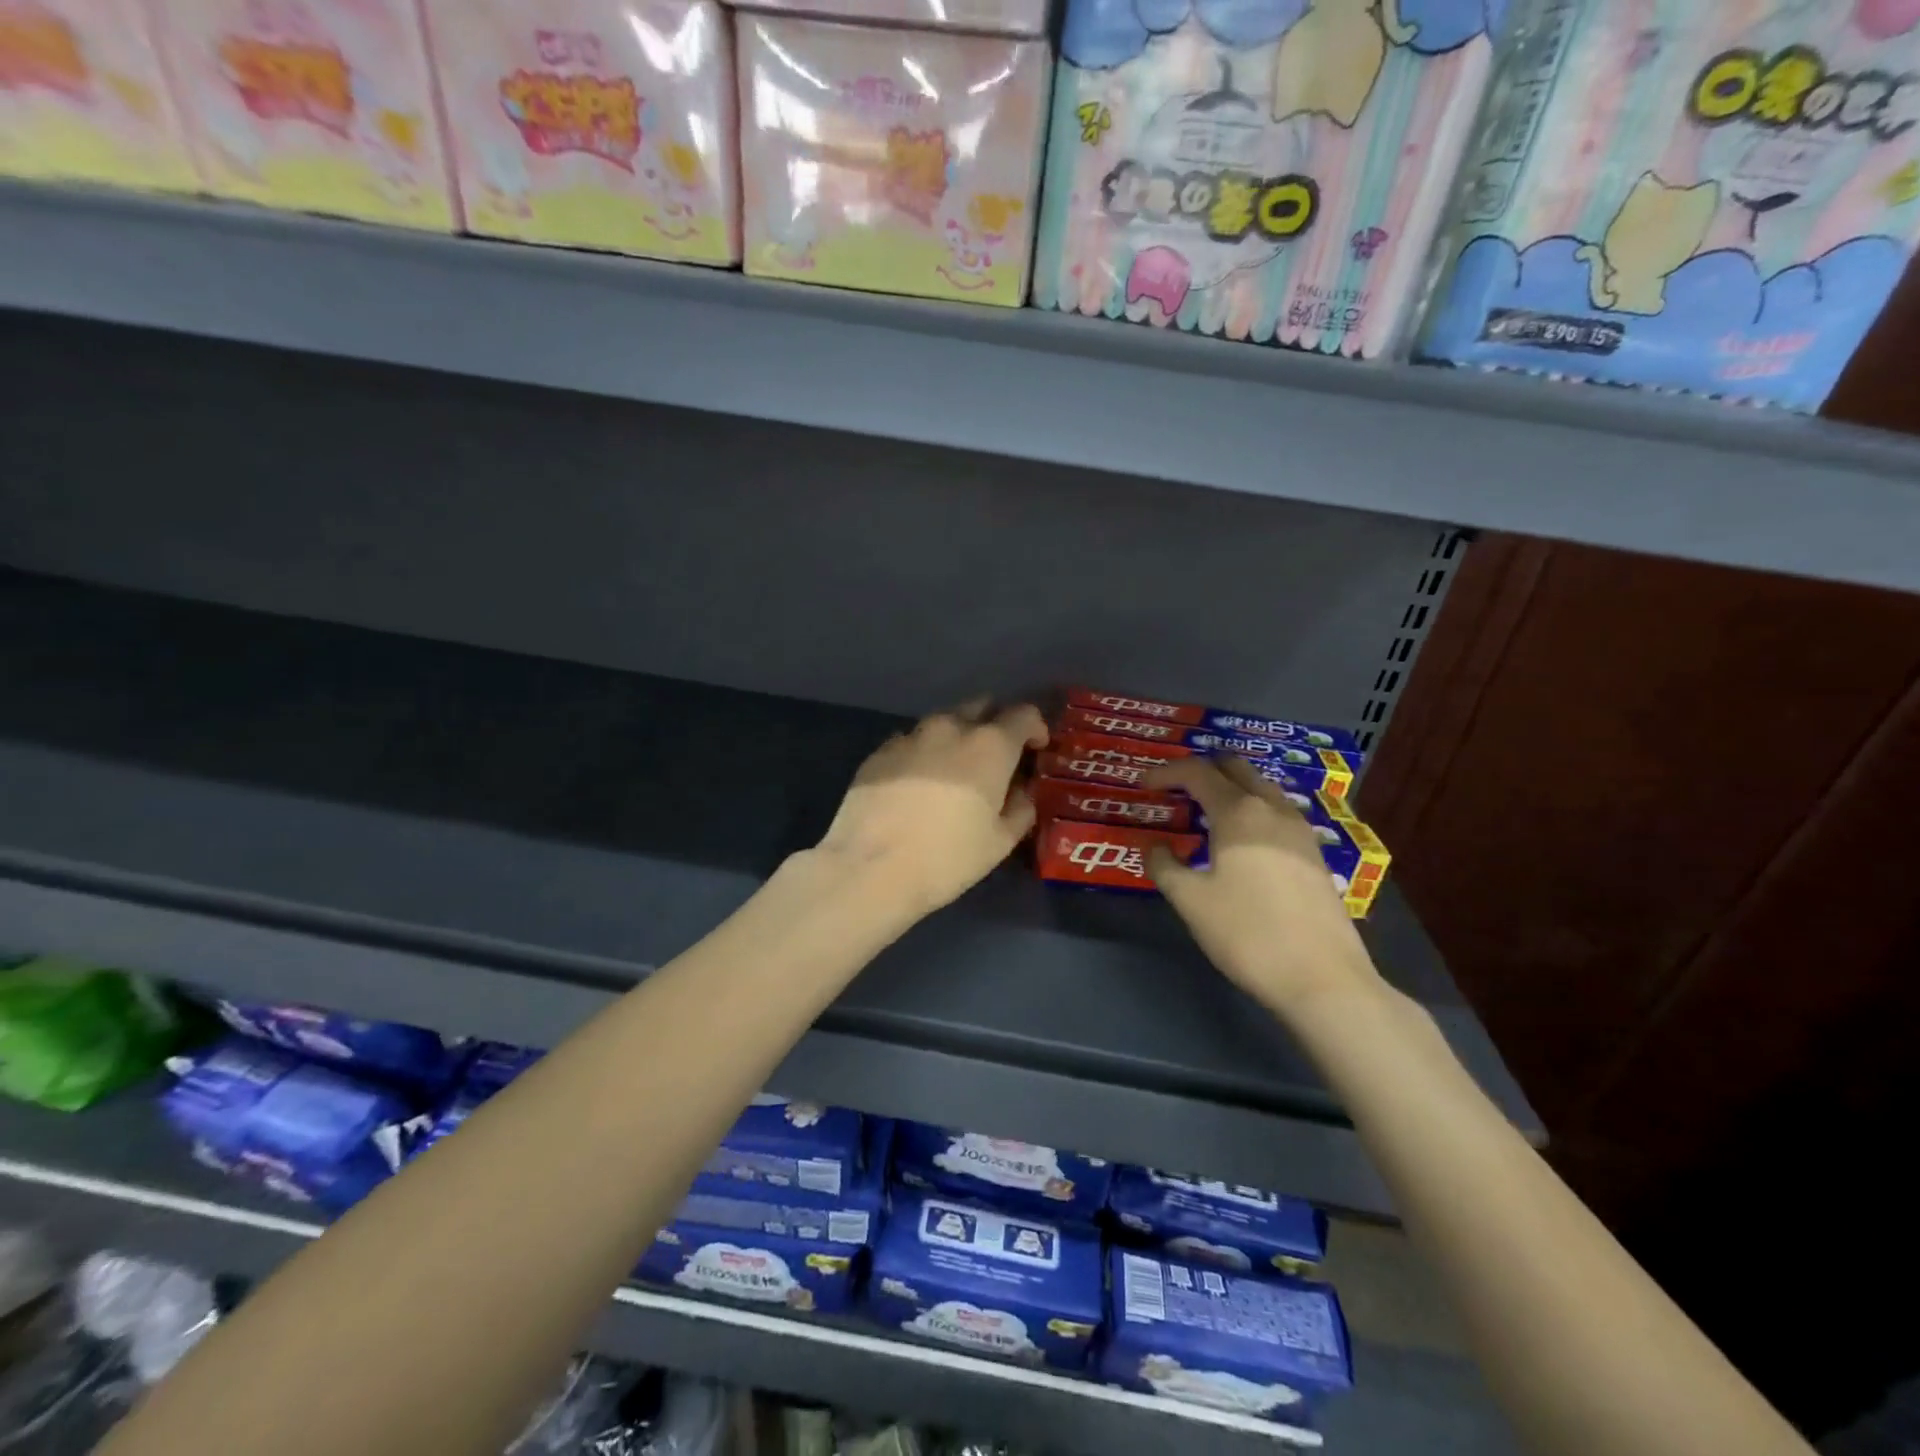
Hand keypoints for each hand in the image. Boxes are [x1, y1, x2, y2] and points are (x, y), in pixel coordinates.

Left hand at [816, 699, 1048, 922]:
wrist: (870, 868)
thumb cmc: (947, 858)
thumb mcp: (1000, 842)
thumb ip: (1020, 808)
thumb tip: (1021, 791)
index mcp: (990, 745)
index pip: (1024, 715)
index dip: (1036, 729)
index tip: (1036, 750)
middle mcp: (950, 727)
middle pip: (981, 707)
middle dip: (994, 724)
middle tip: (996, 759)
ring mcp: (910, 736)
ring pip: (943, 722)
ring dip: (957, 738)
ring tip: (954, 773)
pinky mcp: (879, 752)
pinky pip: (911, 742)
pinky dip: (923, 754)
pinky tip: (917, 785)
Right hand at [1144, 757, 1378, 1008]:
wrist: (1322, 978)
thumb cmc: (1247, 933)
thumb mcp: (1190, 901)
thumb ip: (1164, 866)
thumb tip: (1154, 846)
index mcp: (1238, 812)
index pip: (1196, 772)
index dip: (1165, 773)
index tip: (1143, 786)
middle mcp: (1272, 808)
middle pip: (1235, 767)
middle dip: (1202, 770)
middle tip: (1175, 792)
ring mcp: (1300, 829)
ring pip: (1261, 787)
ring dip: (1230, 788)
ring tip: (1205, 815)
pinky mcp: (1314, 853)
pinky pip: (1276, 812)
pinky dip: (1252, 810)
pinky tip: (1241, 842)